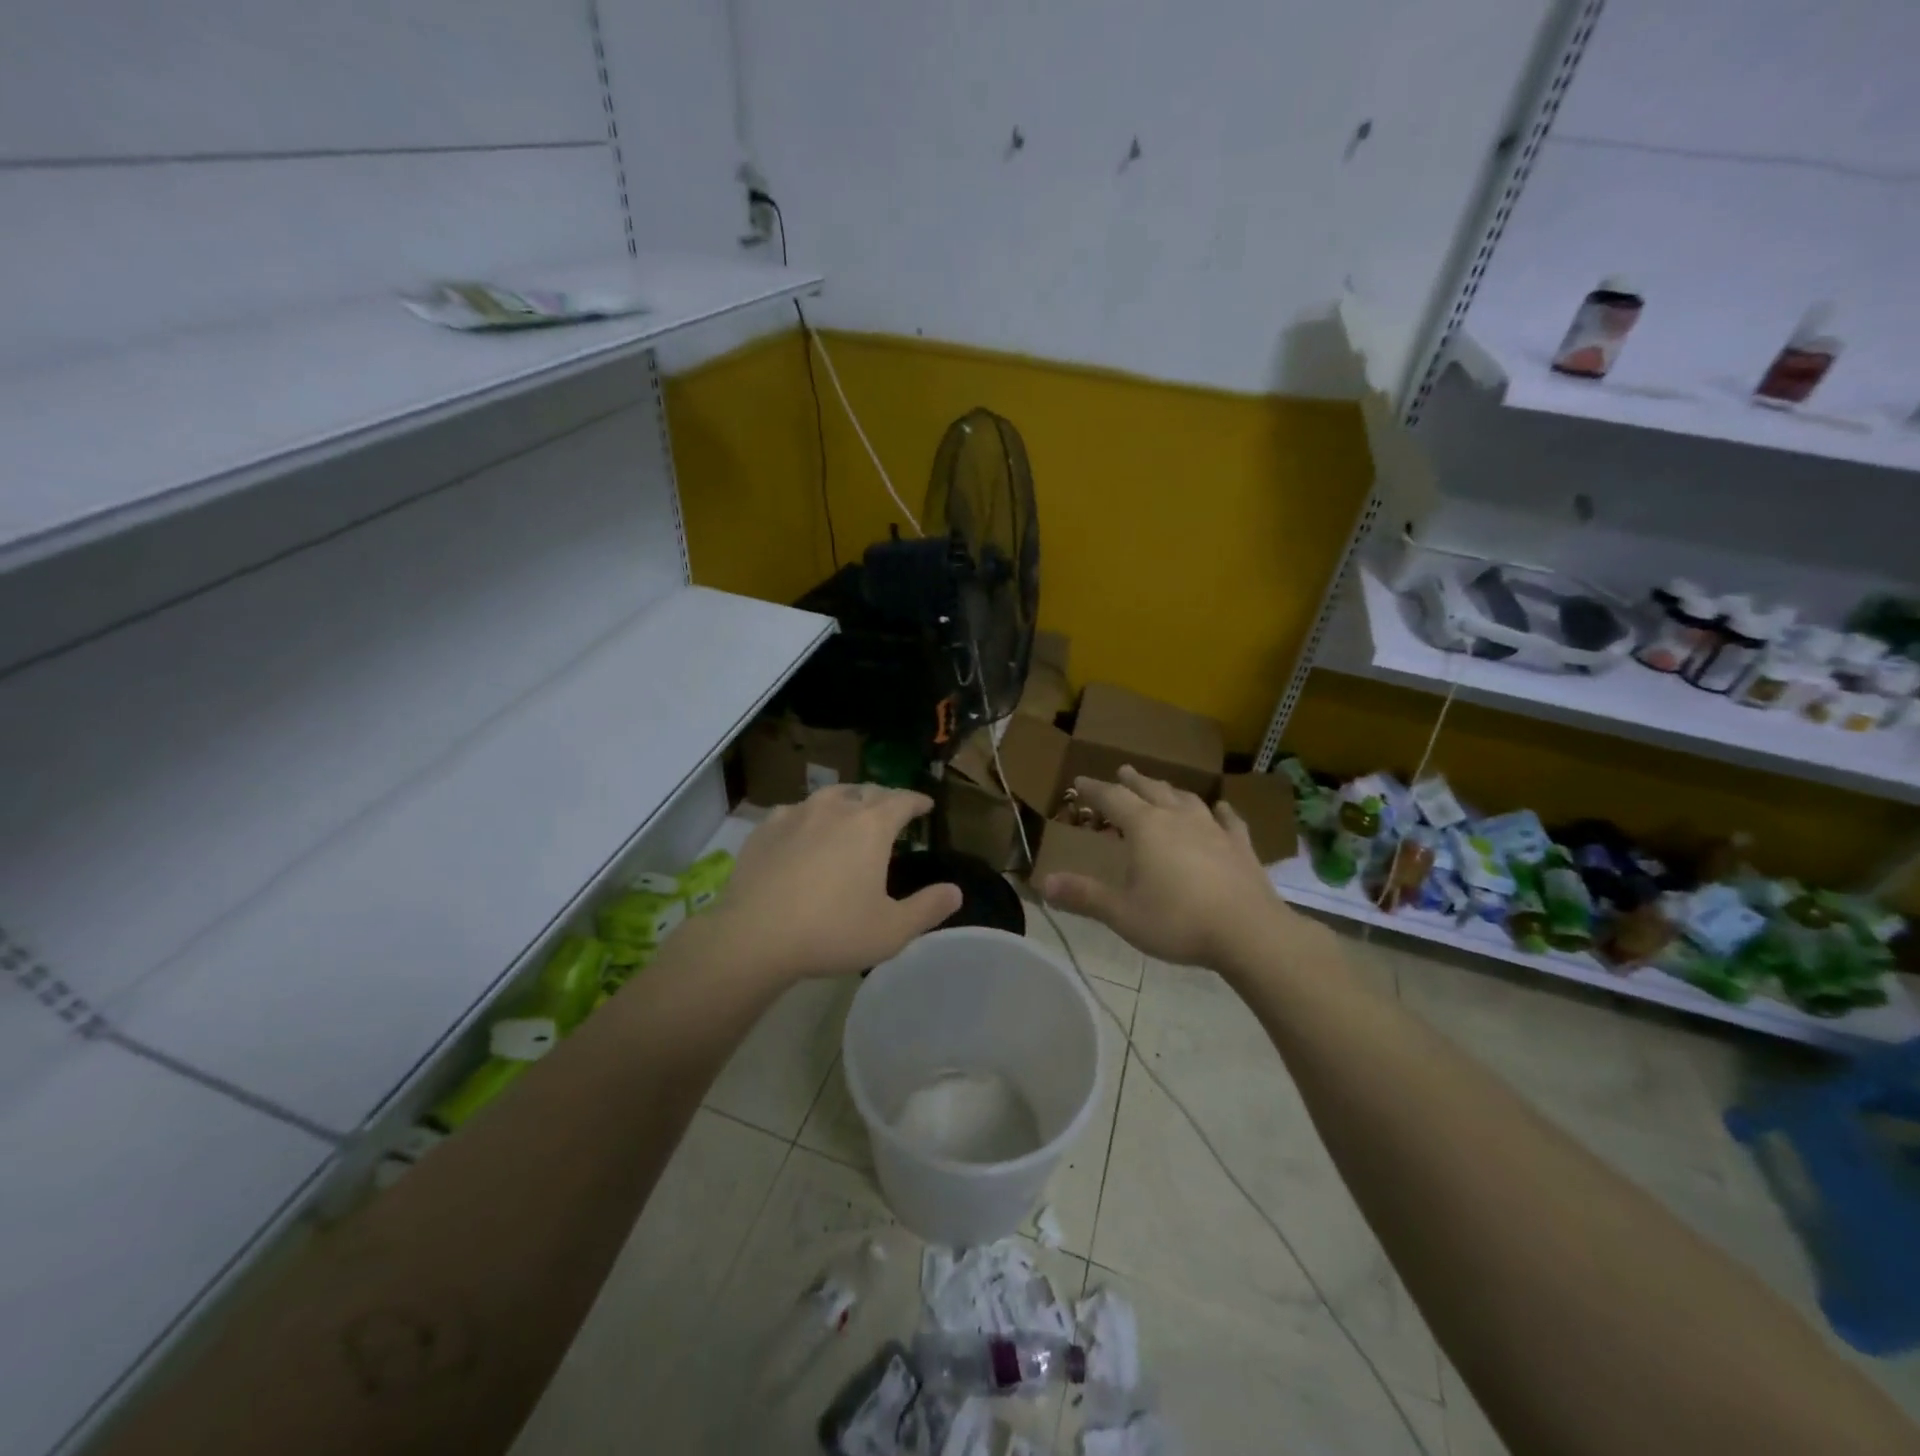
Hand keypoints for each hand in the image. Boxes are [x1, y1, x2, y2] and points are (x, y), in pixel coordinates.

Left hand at [704, 786, 960, 982]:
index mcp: (871, 826)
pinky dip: (808, 815)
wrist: (754, 936)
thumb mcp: (892, 930)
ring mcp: (796, 815)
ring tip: (850, 811)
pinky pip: (794, 811)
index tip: (925, 805)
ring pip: (829, 795)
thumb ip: (928, 908)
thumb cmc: (832, 931)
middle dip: (884, 797)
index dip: (917, 801)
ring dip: (846, 800)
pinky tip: (803, 829)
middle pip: (866, 791)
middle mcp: (835, 809)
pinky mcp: (764, 829)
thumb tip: (956, 891)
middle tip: (892, 809)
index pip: (902, 800)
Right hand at [1042, 765, 1295, 972]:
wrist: (1249, 932)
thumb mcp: (1122, 913)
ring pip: (1187, 799)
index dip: (1094, 789)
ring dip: (1170, 790)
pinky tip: (1221, 808)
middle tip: (1123, 771)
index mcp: (1145, 828)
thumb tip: (1044, 884)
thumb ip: (1084, 896)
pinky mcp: (1241, 846)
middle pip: (1151, 790)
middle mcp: (1178, 818)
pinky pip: (1228, 819)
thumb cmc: (1178, 921)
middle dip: (1133, 781)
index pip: (1113, 798)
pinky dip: (1220, 811)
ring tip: (1163, 787)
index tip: (1080, 781)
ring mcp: (1213, 829)